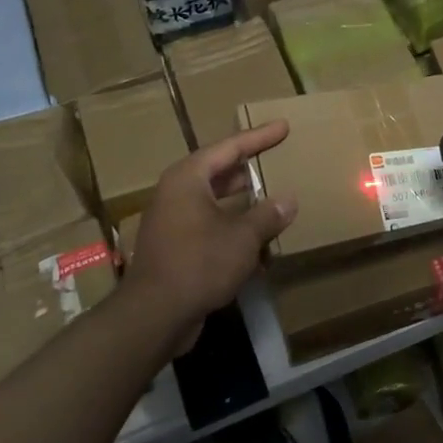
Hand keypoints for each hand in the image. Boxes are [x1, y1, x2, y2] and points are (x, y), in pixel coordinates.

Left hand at [121, 121, 296, 351]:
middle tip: (276, 158)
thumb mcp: (243, 237)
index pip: (229, 148)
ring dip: (242, 201)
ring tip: (272, 197)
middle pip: (217, 171)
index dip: (259, 137)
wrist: (154, 316)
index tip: (283, 127)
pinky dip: (232, 226)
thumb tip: (288, 200)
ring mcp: (171, 221)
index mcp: (188, 179)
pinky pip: (208, 225)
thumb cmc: (199, 263)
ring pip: (213, 200)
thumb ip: (267, 215)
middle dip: (248, 168)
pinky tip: (256, 240)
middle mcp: (175, 193)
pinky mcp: (173, 247)